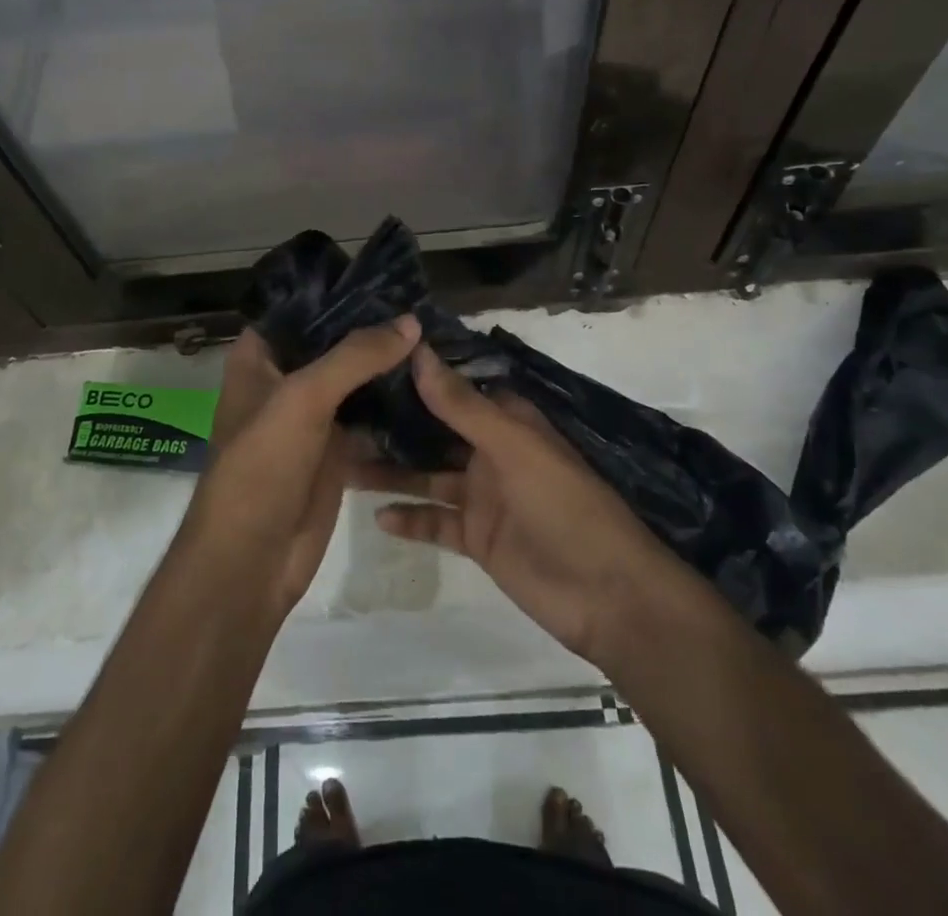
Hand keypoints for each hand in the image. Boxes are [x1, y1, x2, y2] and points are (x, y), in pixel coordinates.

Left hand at [184, 318, 419, 617]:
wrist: (251, 561)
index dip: (339, 292)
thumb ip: (355, 356)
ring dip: (387, 366)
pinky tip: (431, 387)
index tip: (388, 278)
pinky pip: (369, 417)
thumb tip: (411, 322)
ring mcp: (311, 417)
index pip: (300, 309)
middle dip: (373, 330)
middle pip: (332, 344)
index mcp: (259, 358)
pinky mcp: (335, 450)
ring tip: (436, 339)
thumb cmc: (261, 466)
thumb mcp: (303, 398)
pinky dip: (394, 405)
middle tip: (425, 307)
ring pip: (355, 380)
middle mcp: (284, 381)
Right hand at [353, 346, 681, 664]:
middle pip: (434, 431)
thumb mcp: (513, 448)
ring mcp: (482, 496)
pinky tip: (376, 515)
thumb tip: (419, 351)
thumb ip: (462, 405)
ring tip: (342, 460)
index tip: (368, 360)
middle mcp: (490, 451)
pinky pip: (435, 521)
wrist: (606, 596)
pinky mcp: (477, 537)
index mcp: (506, 421)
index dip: (416, 374)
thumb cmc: (564, 506)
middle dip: (394, 423)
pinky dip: (409, 518)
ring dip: (392, 470)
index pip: (454, 387)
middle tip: (340, 412)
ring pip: (427, 475)